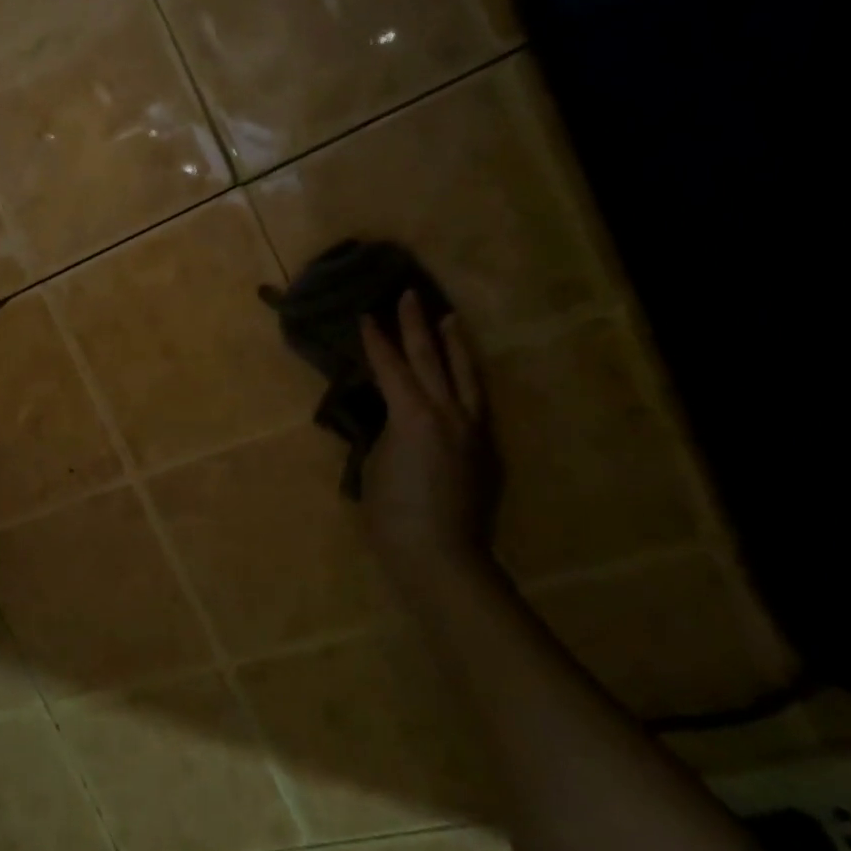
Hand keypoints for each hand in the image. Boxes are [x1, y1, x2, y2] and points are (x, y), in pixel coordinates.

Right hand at [358, 291, 497, 577]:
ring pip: (465, 376)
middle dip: (417, 326)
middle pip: (431, 359)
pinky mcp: (485, 449)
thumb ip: (385, 430)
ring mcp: (473, 430)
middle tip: (410, 296)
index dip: (375, 341)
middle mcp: (448, 413)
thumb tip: (392, 416)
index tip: (365, 316)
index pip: (390, 367)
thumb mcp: (374, 463)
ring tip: (450, 320)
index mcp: (413, 415)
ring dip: (455, 345)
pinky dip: (467, 378)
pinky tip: (462, 376)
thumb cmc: (391, 512)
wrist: (440, 555)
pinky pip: (476, 400)